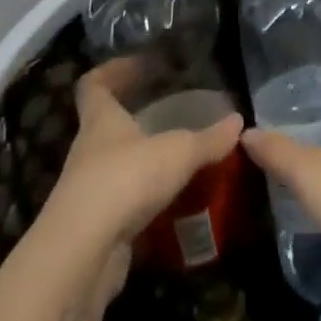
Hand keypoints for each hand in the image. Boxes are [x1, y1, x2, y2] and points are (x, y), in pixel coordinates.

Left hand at [40, 62, 241, 292]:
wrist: (81, 257)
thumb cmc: (124, 181)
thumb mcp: (177, 152)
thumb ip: (209, 139)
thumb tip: (238, 122)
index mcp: (101, 121)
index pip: (94, 85)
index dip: (114, 70)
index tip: (140, 64)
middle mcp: (89, 152)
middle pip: (107, 125)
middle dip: (136, 117)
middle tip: (171, 110)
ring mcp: (89, 192)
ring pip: (117, 166)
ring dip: (143, 162)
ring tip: (179, 159)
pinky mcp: (97, 229)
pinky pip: (124, 205)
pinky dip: (146, 201)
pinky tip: (174, 203)